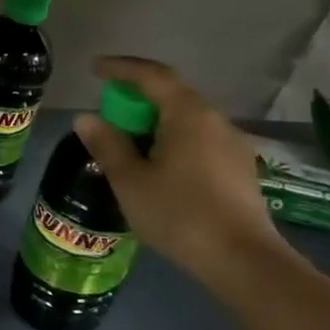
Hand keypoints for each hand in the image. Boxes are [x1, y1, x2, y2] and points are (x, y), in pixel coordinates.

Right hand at [74, 56, 285, 280]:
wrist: (243, 261)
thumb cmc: (179, 213)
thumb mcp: (130, 180)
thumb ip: (107, 144)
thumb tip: (87, 118)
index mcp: (188, 114)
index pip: (152, 76)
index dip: (121, 68)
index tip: (95, 69)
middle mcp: (215, 120)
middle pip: (172, 94)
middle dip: (137, 96)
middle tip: (109, 110)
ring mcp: (233, 145)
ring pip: (187, 118)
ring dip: (155, 120)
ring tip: (130, 140)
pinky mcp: (240, 169)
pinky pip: (199, 139)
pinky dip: (173, 138)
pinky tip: (160, 164)